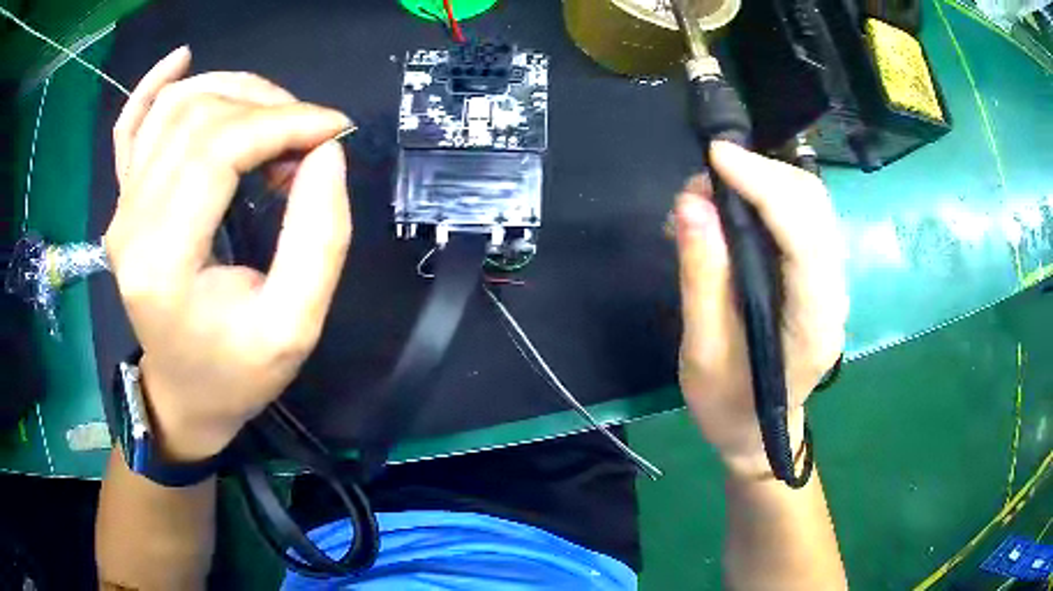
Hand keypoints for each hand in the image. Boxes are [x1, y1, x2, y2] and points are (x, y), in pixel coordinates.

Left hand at [104, 47, 352, 461]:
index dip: (284, 123)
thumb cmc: (237, 375)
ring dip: (233, 93)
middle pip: (197, 117)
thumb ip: (319, 238)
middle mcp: (130, 222)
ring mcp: (121, 207)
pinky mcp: (124, 202)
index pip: (218, 148)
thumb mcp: (294, 327)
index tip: (334, 130)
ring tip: (272, 117)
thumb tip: (327, 153)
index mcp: (163, 260)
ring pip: (173, 108)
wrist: (184, 397)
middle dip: (267, 108)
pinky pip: (130, 126)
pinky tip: (181, 60)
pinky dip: (154, 86)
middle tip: (309, 137)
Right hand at [675, 141, 847, 478]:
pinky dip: (768, 195)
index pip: (803, 235)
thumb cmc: (729, 406)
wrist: (760, 433)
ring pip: (812, 204)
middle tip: (703, 178)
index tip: (715, 156)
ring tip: (713, 189)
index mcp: (813, 323)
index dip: (763, 185)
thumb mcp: (702, 354)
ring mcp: (832, 282)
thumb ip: (702, 279)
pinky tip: (735, 204)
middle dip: (761, 173)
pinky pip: (803, 217)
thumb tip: (692, 205)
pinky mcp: (820, 275)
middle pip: (814, 206)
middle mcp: (834, 293)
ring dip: (764, 179)